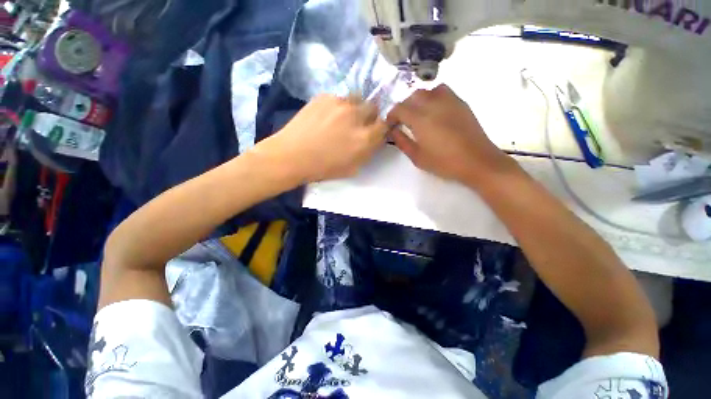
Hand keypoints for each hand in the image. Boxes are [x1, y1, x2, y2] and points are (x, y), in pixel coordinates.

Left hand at [254, 94, 388, 182]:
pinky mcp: (324, 96)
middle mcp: (356, 116)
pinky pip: (339, 98)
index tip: (375, 131)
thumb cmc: (323, 168)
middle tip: (358, 124)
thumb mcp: (352, 168)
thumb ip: (367, 152)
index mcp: (364, 138)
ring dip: (355, 108)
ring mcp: (340, 103)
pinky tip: (327, 116)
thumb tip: (374, 140)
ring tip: (342, 119)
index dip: (380, 128)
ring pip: (357, 99)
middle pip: (373, 107)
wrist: (292, 155)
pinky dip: (338, 106)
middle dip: (370, 116)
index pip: (385, 125)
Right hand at [388, 84, 515, 184]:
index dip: (391, 116)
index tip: (390, 125)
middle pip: (412, 96)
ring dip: (418, 100)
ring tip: (418, 114)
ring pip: (427, 91)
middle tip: (403, 121)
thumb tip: (393, 131)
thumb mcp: (417, 157)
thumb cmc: (444, 163)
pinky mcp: (461, 103)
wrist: (477, 161)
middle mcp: (433, 105)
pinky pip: (442, 91)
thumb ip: (402, 142)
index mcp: (420, 120)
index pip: (399, 109)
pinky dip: (433, 97)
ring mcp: (449, 101)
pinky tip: (435, 111)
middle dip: (403, 107)